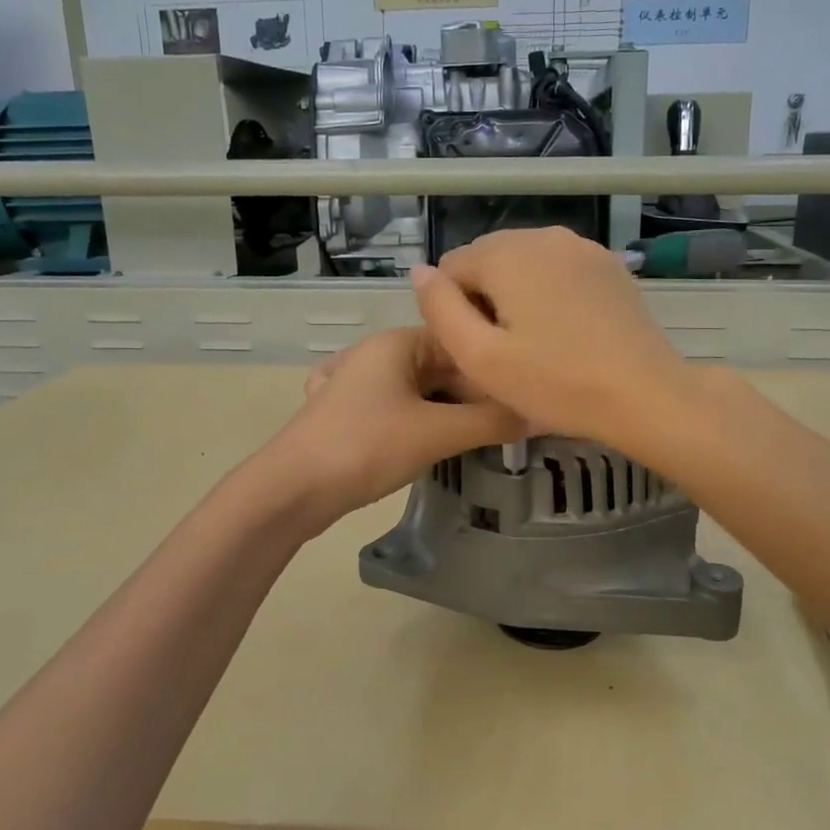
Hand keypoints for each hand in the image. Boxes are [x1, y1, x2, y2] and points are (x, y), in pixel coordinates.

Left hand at [260, 326, 523, 525]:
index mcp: (396, 342)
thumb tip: (539, 414)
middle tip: (510, 425)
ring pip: (419, 390)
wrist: (291, 489)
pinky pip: (396, 410)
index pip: (461, 341)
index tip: (525, 396)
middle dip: (474, 394)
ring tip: (483, 437)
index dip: (494, 367)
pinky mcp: (346, 414)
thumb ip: (491, 422)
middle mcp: (376, 354)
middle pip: (441, 366)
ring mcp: (356, 383)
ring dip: (450, 411)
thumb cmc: (367, 447)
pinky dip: (420, 423)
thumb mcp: (437, 433)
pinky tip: (435, 445)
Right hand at [410, 227, 694, 445]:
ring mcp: (582, 247)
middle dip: (484, 300)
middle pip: (488, 261)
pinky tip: (565, 334)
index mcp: (507, 253)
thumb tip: (420, 272)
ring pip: (524, 266)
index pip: (451, 268)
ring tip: (535, 346)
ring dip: (516, 297)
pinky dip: (549, 295)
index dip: (453, 312)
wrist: (645, 395)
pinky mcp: (608, 266)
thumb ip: (440, 309)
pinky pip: (558, 272)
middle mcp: (543, 235)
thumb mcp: (480, 357)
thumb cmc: (556, 383)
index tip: (478, 350)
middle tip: (505, 353)